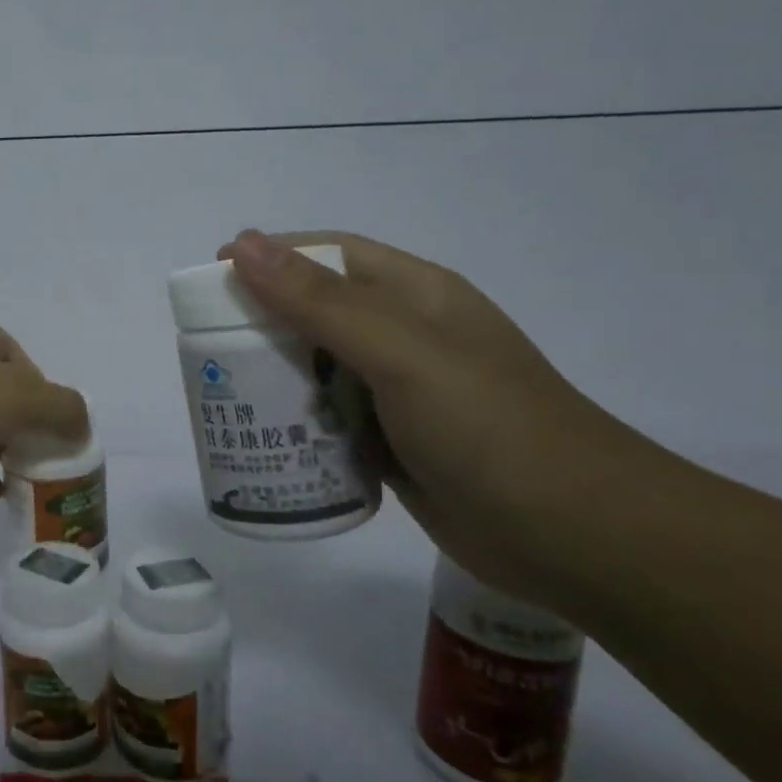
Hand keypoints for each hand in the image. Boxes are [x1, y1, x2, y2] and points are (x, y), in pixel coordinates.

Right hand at [221, 229, 642, 605]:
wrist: (575, 538)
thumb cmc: (489, 428)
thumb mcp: (402, 354)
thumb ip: (321, 301)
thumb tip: (244, 244)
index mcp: (415, 296)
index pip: (329, 256)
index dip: (270, 257)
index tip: (212, 279)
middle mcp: (404, 337)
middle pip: (315, 313)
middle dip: (259, 323)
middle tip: (205, 349)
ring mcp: (399, 393)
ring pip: (317, 369)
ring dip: (273, 377)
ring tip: (220, 395)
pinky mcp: (391, 443)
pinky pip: (328, 420)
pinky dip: (294, 424)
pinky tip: (262, 439)